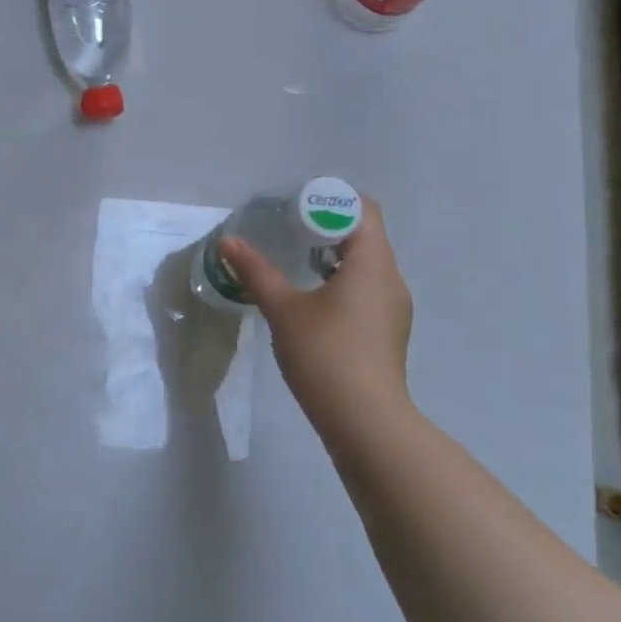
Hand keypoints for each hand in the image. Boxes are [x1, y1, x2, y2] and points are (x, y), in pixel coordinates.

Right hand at [218, 197, 412, 434]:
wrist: (365, 421)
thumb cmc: (326, 354)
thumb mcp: (283, 309)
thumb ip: (256, 272)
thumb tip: (228, 242)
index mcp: (372, 264)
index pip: (363, 210)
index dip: (330, 200)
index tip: (294, 207)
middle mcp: (390, 279)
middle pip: (364, 235)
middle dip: (324, 227)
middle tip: (285, 230)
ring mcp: (392, 307)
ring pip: (365, 264)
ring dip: (331, 256)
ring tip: (293, 261)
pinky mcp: (386, 331)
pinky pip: (365, 289)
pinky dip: (340, 281)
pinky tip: (310, 298)